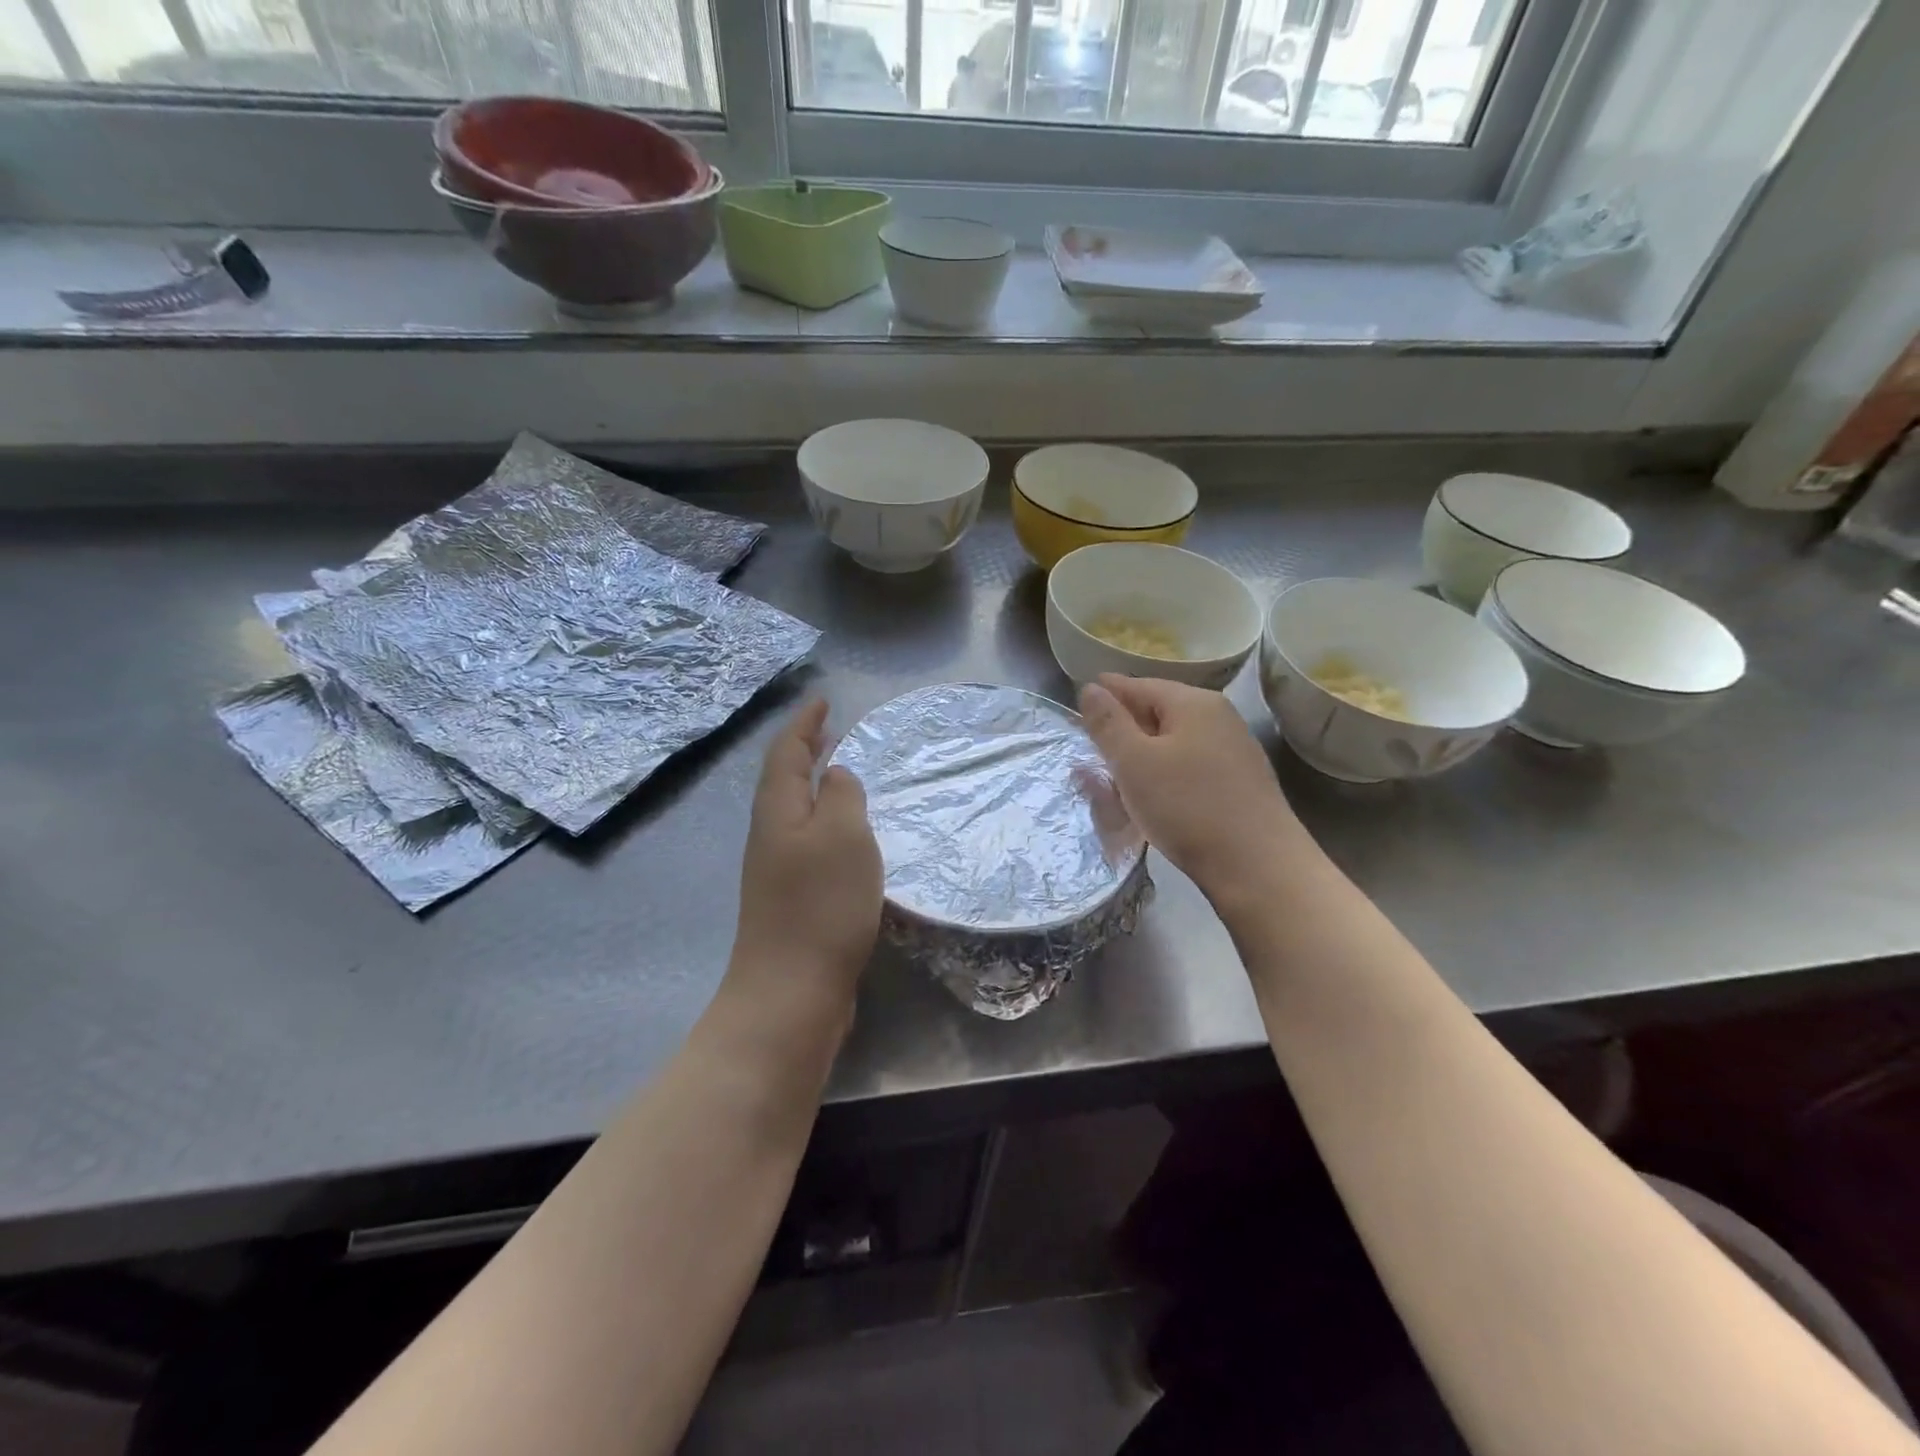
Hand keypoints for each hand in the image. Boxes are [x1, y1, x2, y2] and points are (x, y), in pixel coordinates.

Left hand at [731, 700, 882, 1010]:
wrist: (792, 991)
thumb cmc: (821, 905)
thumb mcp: (843, 836)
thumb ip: (841, 796)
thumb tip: (836, 775)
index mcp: (778, 809)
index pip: (787, 751)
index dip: (804, 723)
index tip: (823, 700)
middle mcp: (771, 833)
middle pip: (784, 778)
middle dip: (806, 750)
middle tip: (832, 730)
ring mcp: (778, 868)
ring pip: (796, 809)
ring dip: (816, 784)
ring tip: (844, 771)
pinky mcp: (793, 897)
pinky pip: (809, 839)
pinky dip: (826, 820)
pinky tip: (849, 834)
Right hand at [1079, 675, 1312, 907]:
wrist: (1258, 866)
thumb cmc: (1187, 806)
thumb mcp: (1133, 762)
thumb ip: (1108, 723)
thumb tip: (1091, 688)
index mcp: (1193, 702)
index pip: (1138, 685)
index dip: (1106, 692)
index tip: (1078, 699)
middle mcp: (1218, 717)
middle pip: (1158, 712)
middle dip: (1123, 726)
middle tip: (1090, 742)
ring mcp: (1233, 750)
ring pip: (1174, 742)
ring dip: (1142, 754)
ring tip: (1115, 775)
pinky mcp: (1239, 783)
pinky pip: (1189, 766)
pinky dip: (1164, 774)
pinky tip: (1152, 796)